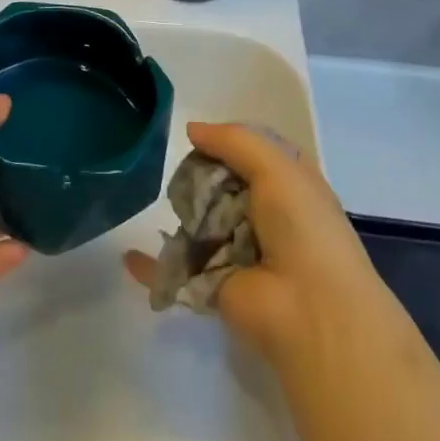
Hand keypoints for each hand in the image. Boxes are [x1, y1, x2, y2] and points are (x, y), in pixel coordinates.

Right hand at [124, 121, 398, 368]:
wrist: (311, 311)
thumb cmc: (302, 228)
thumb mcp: (277, 168)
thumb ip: (233, 142)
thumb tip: (192, 129)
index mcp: (290, 184)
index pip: (254, 152)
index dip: (228, 141)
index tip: (198, 136)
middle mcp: (267, 214)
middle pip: (222, 184)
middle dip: (200, 175)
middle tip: (182, 173)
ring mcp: (239, 250)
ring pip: (200, 221)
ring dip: (182, 212)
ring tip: (165, 203)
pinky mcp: (215, 284)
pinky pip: (178, 269)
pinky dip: (152, 265)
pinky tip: (128, 256)